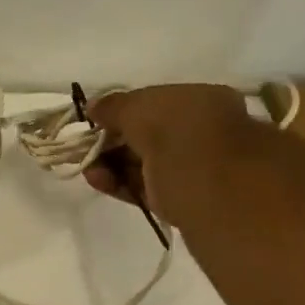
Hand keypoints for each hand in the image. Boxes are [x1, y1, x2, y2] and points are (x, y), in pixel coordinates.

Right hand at [84, 84, 249, 220]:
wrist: (219, 197)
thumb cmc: (182, 137)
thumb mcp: (142, 109)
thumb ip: (115, 106)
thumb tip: (95, 107)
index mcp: (202, 101)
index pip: (155, 101)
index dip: (122, 110)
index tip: (94, 121)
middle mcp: (202, 133)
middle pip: (148, 134)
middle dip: (114, 139)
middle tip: (85, 148)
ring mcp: (195, 170)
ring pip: (145, 163)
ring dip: (113, 163)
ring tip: (87, 168)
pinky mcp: (184, 203)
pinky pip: (147, 188)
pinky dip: (120, 183)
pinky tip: (98, 181)